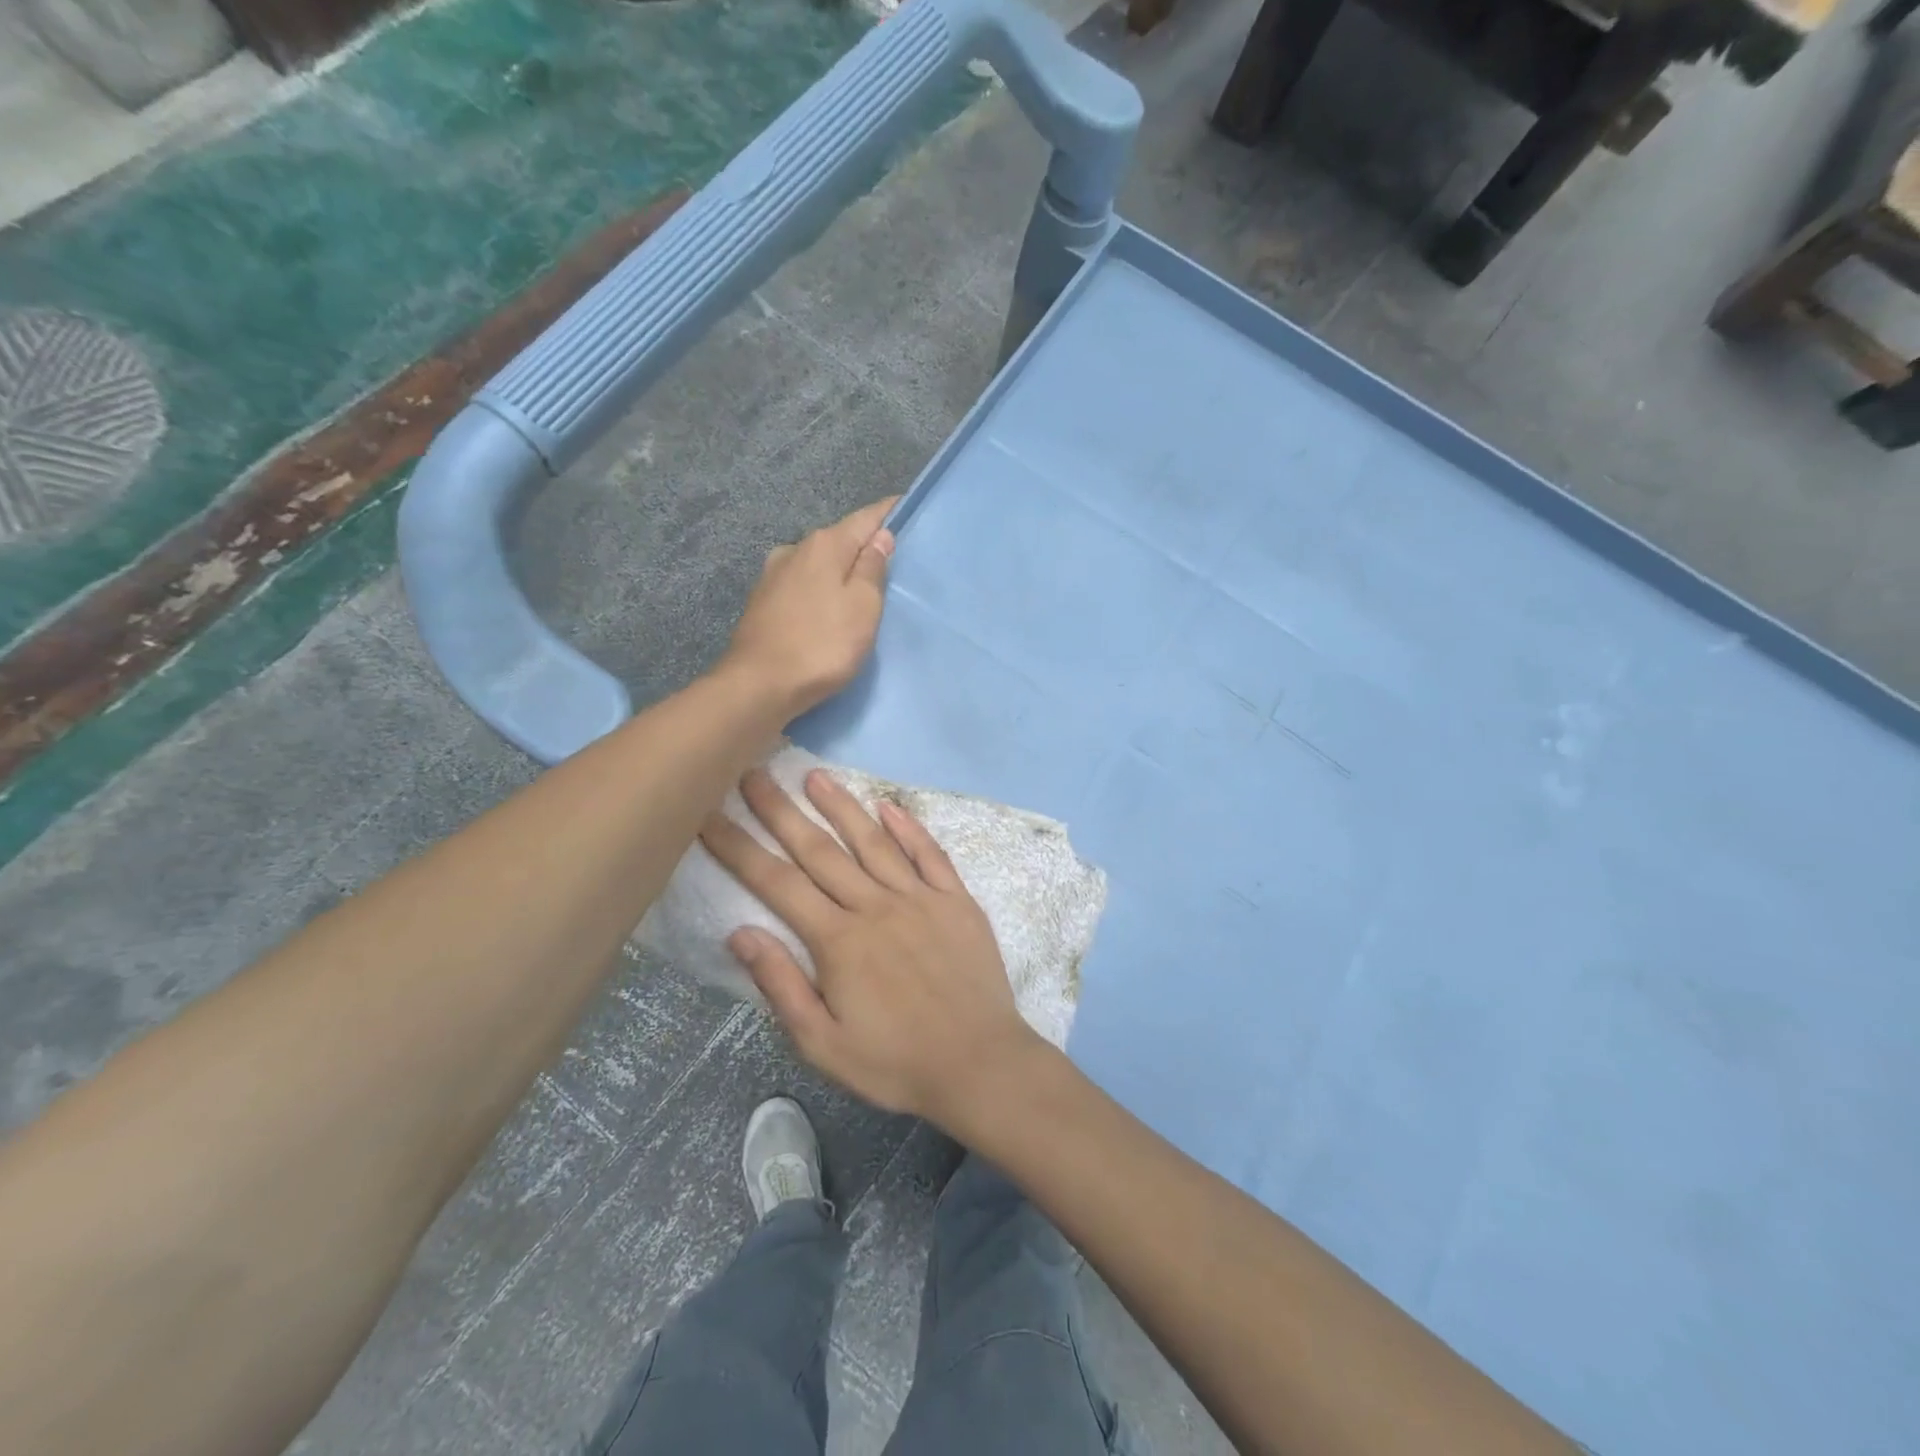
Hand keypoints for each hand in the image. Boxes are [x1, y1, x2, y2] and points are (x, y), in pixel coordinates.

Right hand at [699, 768, 1044, 1128]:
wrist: (980, 1063)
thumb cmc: (895, 1062)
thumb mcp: (824, 1044)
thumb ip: (781, 985)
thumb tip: (740, 932)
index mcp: (838, 941)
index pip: (777, 883)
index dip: (739, 847)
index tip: (709, 815)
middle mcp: (875, 906)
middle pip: (819, 850)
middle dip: (781, 811)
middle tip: (754, 774)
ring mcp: (920, 898)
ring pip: (873, 842)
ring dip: (841, 806)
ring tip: (815, 775)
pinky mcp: (956, 900)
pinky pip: (930, 854)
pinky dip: (909, 827)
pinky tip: (889, 805)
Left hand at [719, 498, 895, 716]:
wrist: (759, 686)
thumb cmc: (822, 644)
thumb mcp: (863, 607)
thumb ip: (873, 568)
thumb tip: (880, 536)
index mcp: (824, 545)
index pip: (866, 517)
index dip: (889, 513)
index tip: (907, 509)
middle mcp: (795, 550)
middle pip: (839, 540)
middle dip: (864, 547)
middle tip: (892, 563)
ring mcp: (773, 576)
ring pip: (818, 564)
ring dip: (839, 572)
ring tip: (861, 591)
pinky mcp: (762, 603)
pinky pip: (803, 586)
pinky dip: (820, 591)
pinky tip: (827, 610)